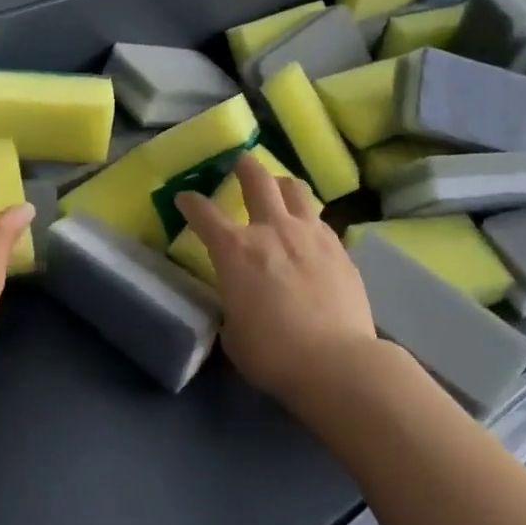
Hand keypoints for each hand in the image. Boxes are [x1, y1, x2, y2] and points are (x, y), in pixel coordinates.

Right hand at [175, 155, 377, 403]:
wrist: (336, 362)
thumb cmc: (273, 353)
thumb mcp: (234, 333)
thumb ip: (233, 305)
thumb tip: (240, 302)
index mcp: (235, 250)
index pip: (204, 214)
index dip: (190, 203)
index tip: (185, 197)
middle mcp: (272, 230)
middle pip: (257, 180)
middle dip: (244, 167)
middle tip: (240, 162)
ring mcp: (310, 234)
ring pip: (295, 190)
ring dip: (282, 184)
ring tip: (279, 188)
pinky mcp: (340, 248)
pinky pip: (320, 220)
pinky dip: (308, 218)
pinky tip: (309, 231)